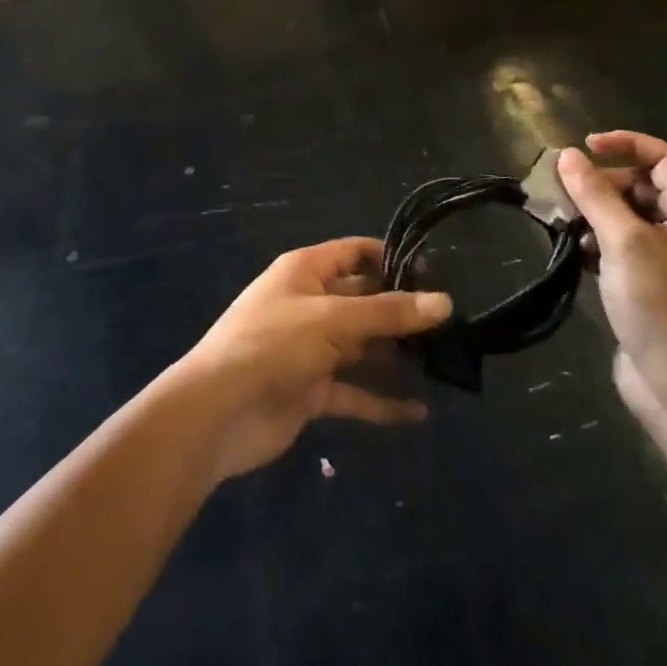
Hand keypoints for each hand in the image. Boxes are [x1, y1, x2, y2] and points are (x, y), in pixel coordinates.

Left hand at [174, 239, 451, 480]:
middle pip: (362, 300)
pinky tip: (417, 412)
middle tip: (449, 324)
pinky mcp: (310, 390)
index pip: (354, 253)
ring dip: (394, 355)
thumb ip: (389, 313)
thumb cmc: (273, 344)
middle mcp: (309, 304)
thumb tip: (445, 302)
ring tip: (442, 363)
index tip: (434, 273)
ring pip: (360, 346)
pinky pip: (353, 391)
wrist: (218, 411)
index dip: (390, 258)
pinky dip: (381, 401)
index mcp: (305, 271)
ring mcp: (309, 349)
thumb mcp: (333, 320)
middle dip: (400, 311)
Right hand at [558, 133, 666, 430]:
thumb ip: (595, 195)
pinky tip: (577, 254)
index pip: (663, 157)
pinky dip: (599, 243)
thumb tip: (568, 155)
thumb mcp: (625, 243)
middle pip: (642, 186)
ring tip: (564, 225)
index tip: (583, 149)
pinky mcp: (653, 287)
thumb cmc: (663, 308)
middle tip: (564, 195)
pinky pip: (624, 248)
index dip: (624, 144)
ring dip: (596, 214)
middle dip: (602, 184)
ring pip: (629, 218)